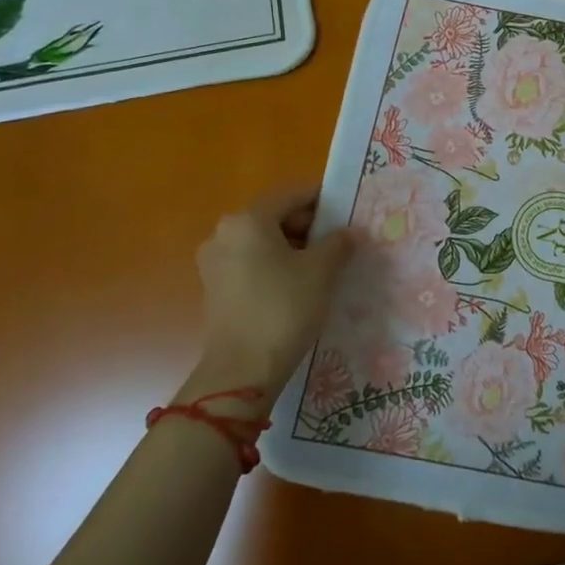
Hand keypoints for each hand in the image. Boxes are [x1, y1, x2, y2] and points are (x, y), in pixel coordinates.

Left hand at [186, 187, 355, 410]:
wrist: (242, 370)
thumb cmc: (284, 308)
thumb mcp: (322, 270)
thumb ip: (339, 242)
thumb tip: (349, 232)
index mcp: (248, 220)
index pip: (292, 195)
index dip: (324, 200)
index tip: (349, 213)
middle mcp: (224, 233)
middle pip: (275, 216)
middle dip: (309, 226)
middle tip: (340, 241)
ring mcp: (214, 262)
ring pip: (263, 242)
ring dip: (293, 247)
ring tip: (324, 265)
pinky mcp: (215, 288)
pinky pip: (251, 263)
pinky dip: (275, 266)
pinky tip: (299, 285)